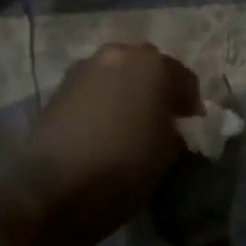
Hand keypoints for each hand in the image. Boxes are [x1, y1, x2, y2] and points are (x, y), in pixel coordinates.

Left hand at [0, 42, 201, 245]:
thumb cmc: (124, 168)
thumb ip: (174, 128)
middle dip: (158, 87)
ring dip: (129, 89)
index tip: (192, 124)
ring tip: (132, 120)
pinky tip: (105, 125)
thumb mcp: (168, 153)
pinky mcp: (59, 88)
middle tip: (163, 115)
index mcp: (154, 66)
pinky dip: (104, 99)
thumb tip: (168, 124)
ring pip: (118, 72)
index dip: (191, 102)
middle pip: (148, 66)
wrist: (53, 190)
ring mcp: (85, 68)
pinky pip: (94, 87)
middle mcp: (119, 55)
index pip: (185, 78)